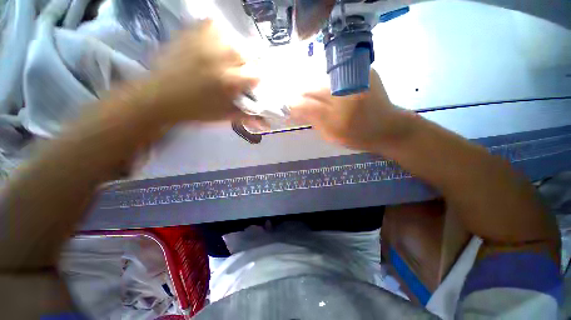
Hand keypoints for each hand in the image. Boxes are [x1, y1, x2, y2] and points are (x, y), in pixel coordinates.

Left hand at [134, 20, 258, 122]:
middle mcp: (221, 57)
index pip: (257, 74)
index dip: (255, 81)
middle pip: (247, 54)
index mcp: (229, 81)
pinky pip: (213, 26)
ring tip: (224, 61)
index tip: (248, 85)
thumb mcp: (225, 116)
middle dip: (245, 65)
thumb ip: (247, 115)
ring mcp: (205, 41)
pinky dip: (217, 34)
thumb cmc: (196, 110)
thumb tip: (266, 122)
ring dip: (233, 51)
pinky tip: (212, 47)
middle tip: (235, 74)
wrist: (160, 97)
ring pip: (233, 39)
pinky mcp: (191, 32)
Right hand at [290, 69, 414, 151]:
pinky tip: (333, 90)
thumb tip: (297, 110)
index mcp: (336, 118)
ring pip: (322, 79)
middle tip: (302, 101)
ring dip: (315, 87)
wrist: (388, 127)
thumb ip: (313, 121)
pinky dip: (329, 82)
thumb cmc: (358, 137)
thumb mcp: (332, 136)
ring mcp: (356, 80)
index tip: (290, 108)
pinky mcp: (364, 71)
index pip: (304, 105)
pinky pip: (337, 74)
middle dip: (302, 95)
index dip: (294, 105)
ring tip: (317, 96)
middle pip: (311, 88)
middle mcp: (345, 95)